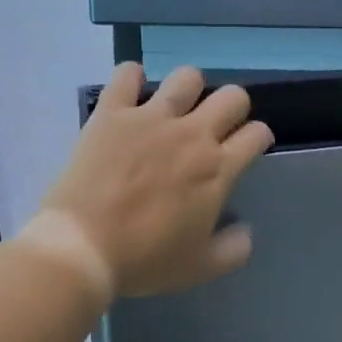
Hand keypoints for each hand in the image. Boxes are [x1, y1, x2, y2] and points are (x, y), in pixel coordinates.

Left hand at [36, 63, 273, 297]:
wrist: (83, 246)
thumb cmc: (145, 259)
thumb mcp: (201, 267)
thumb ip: (234, 248)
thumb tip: (244, 229)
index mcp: (218, 169)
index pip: (256, 134)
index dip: (258, 138)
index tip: (248, 148)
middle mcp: (192, 134)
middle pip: (233, 96)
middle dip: (233, 108)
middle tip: (216, 127)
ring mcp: (151, 117)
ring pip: (187, 77)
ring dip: (189, 89)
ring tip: (176, 107)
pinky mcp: (112, 112)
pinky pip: (126, 74)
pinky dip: (131, 78)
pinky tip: (130, 93)